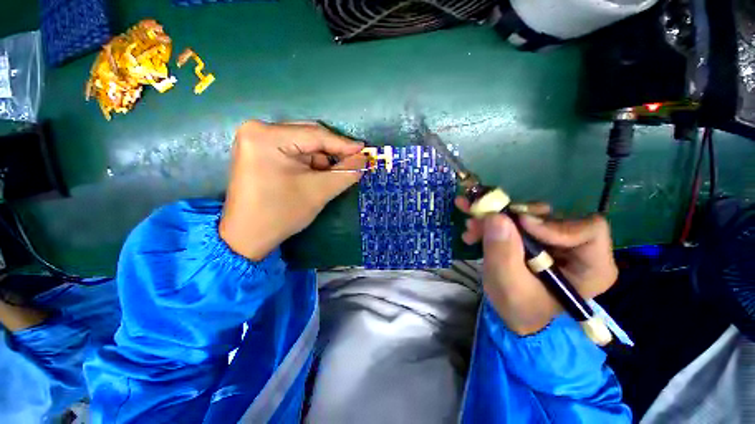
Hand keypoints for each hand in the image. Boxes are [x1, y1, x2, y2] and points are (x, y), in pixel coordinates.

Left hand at [220, 120, 365, 259]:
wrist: (248, 236)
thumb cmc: (281, 213)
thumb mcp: (319, 191)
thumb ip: (346, 172)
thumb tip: (364, 159)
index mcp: (267, 136)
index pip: (316, 135)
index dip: (344, 144)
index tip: (364, 150)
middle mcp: (258, 130)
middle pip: (309, 135)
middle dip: (332, 153)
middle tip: (353, 163)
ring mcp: (256, 139)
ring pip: (303, 143)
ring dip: (321, 159)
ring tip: (329, 176)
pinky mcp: (258, 150)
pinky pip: (294, 150)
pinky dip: (309, 162)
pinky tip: (314, 176)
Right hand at [455, 199, 617, 334]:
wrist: (510, 310)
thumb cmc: (518, 306)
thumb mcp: (508, 285)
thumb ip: (503, 253)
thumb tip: (496, 216)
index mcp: (591, 266)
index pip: (589, 230)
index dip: (553, 224)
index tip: (520, 224)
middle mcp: (577, 246)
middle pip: (551, 217)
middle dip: (511, 217)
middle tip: (481, 217)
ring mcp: (555, 238)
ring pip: (528, 214)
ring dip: (495, 218)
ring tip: (471, 227)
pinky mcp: (535, 234)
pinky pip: (515, 219)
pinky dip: (492, 222)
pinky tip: (474, 231)